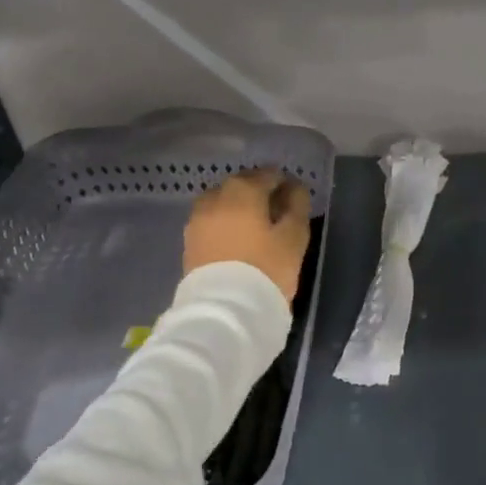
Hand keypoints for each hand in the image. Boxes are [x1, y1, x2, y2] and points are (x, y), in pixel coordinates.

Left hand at [183, 168, 311, 302]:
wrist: (224, 310)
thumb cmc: (266, 270)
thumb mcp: (294, 237)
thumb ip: (296, 206)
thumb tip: (294, 188)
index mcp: (242, 189)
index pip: (268, 174)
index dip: (285, 184)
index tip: (295, 201)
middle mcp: (215, 196)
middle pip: (241, 185)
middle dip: (259, 193)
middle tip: (276, 215)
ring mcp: (197, 219)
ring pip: (222, 203)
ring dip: (239, 208)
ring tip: (255, 229)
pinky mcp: (189, 241)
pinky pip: (211, 222)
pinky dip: (224, 225)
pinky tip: (236, 242)